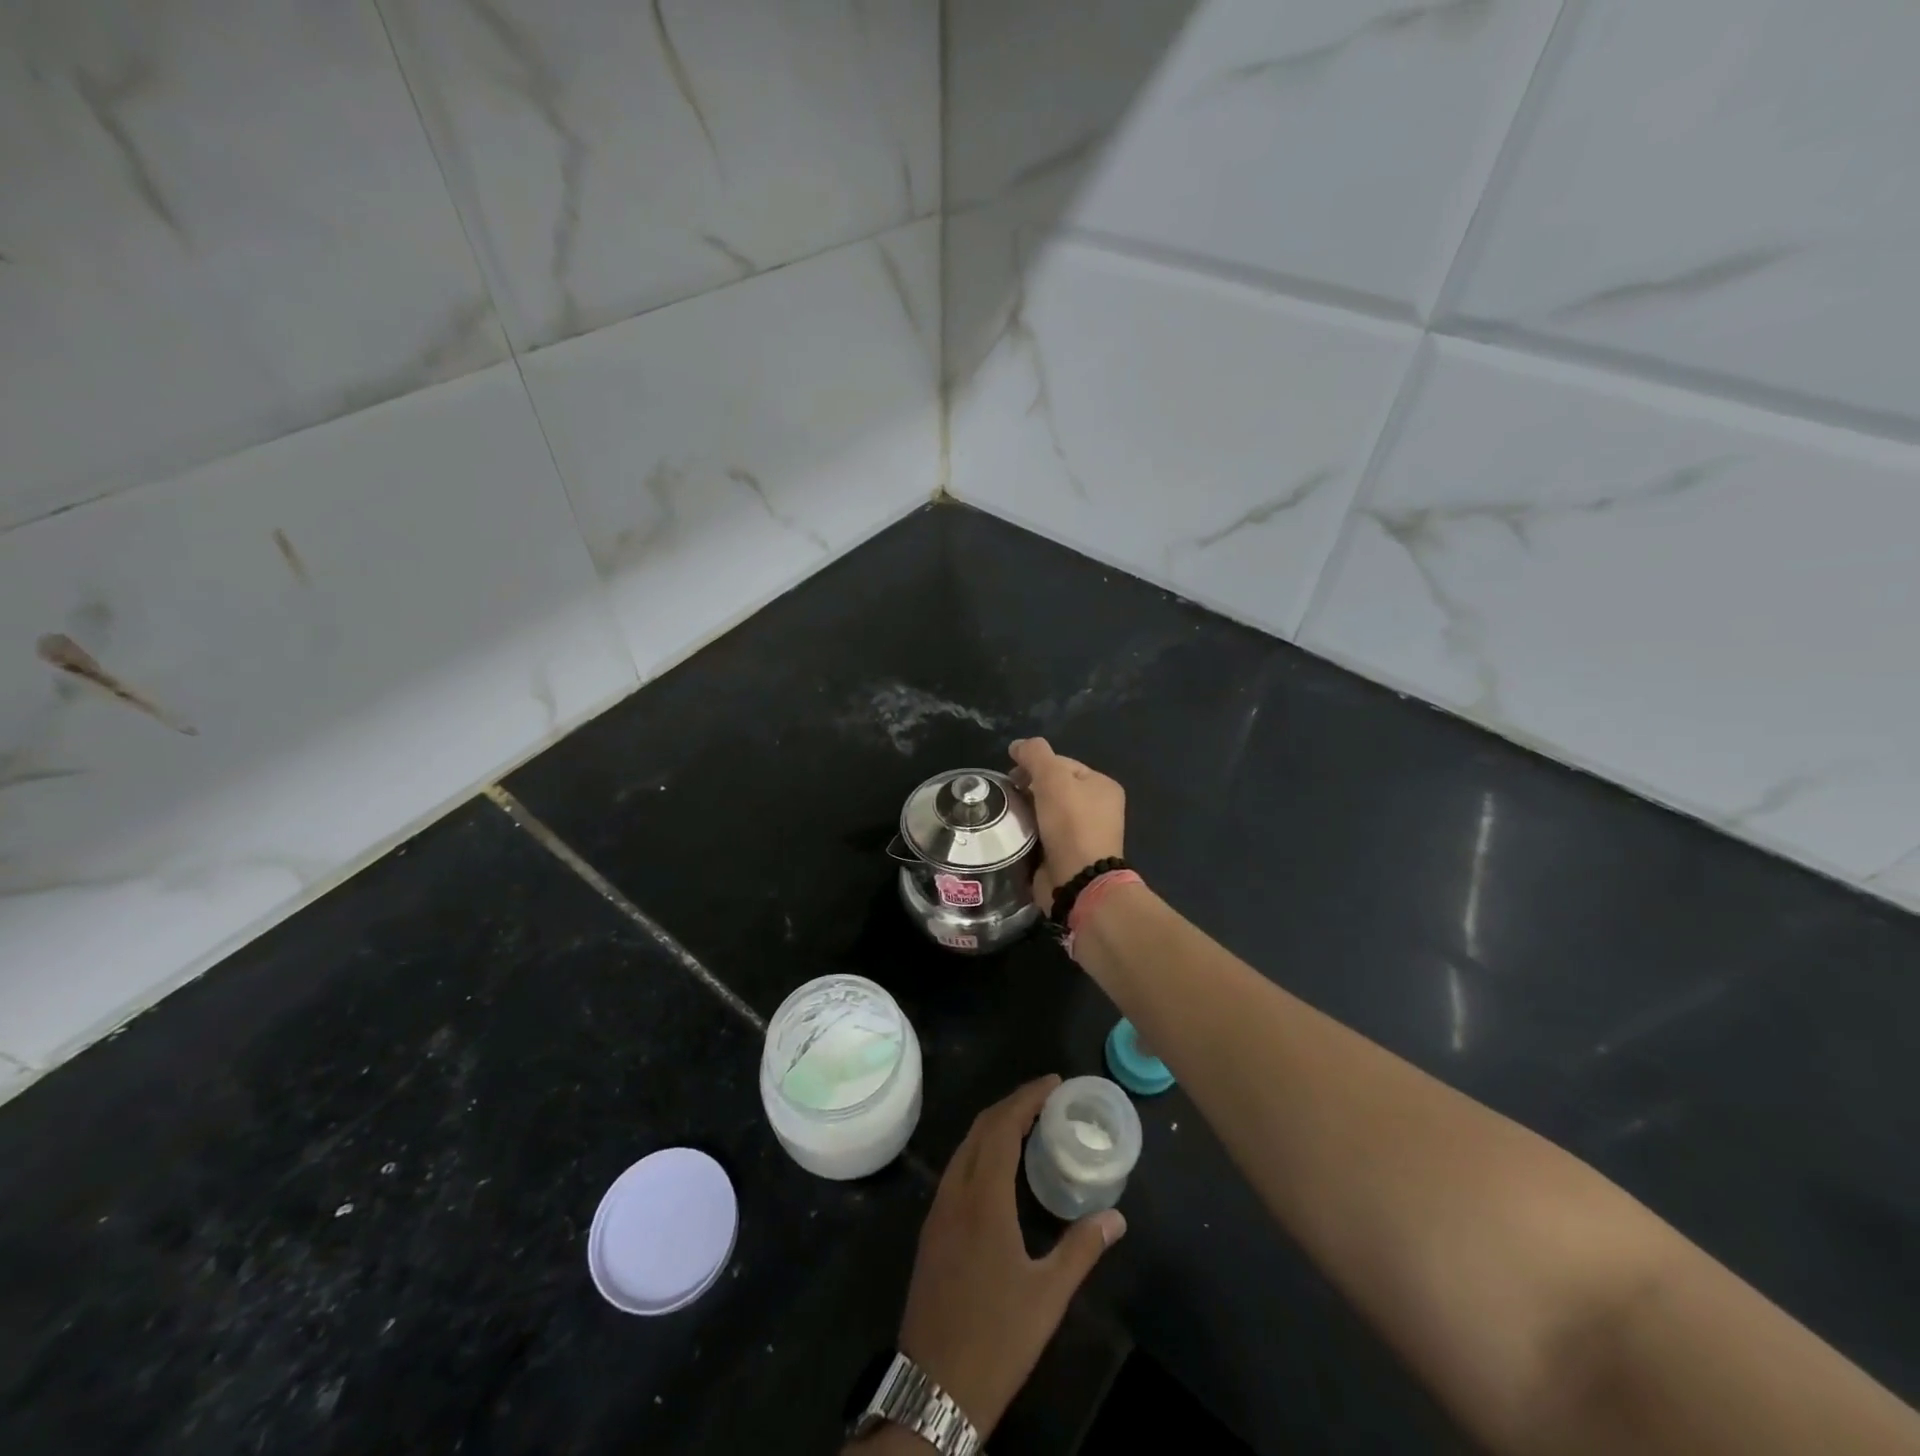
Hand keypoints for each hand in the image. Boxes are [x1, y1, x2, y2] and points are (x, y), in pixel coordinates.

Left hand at [896, 1076, 1126, 1437]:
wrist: (934, 1387)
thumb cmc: (997, 1339)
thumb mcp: (1047, 1297)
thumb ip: (1081, 1249)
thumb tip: (1116, 1217)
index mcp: (983, 1199)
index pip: (1002, 1127)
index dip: (1027, 1098)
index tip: (1053, 1082)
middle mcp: (955, 1192)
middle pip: (981, 1128)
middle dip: (1012, 1103)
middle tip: (1046, 1097)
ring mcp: (938, 1209)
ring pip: (964, 1146)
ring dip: (993, 1124)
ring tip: (1027, 1122)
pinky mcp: (932, 1228)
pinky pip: (956, 1168)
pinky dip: (979, 1148)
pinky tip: (998, 1165)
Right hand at [1009, 738, 1126, 912]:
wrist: (1078, 880)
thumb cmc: (1071, 823)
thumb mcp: (1053, 778)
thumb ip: (1035, 754)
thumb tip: (1017, 745)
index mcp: (1102, 786)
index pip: (1062, 763)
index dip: (1034, 765)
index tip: (1011, 776)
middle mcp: (1098, 808)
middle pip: (1053, 787)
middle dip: (1029, 789)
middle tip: (1008, 796)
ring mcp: (1084, 834)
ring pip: (1045, 812)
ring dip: (1026, 812)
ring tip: (1008, 816)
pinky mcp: (1069, 855)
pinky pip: (1043, 835)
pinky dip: (1028, 833)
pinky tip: (1014, 835)